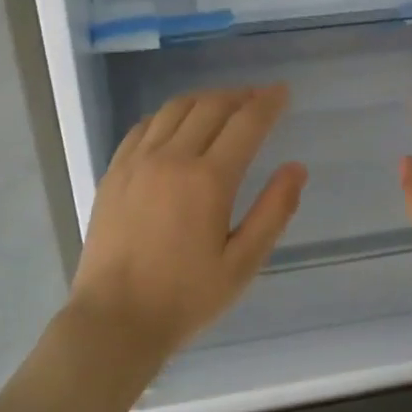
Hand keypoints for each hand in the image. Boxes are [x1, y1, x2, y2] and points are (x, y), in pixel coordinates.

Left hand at [68, 85, 306, 365]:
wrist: (114, 319)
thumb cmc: (185, 298)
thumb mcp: (242, 264)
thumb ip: (273, 212)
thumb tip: (296, 168)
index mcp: (208, 180)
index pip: (246, 123)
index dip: (268, 103)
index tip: (282, 91)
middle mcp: (171, 158)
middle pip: (210, 106)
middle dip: (239, 95)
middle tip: (258, 98)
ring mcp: (137, 162)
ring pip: (175, 109)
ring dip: (204, 99)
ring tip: (223, 105)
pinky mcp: (114, 172)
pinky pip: (143, 126)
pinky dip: (168, 115)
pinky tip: (177, 124)